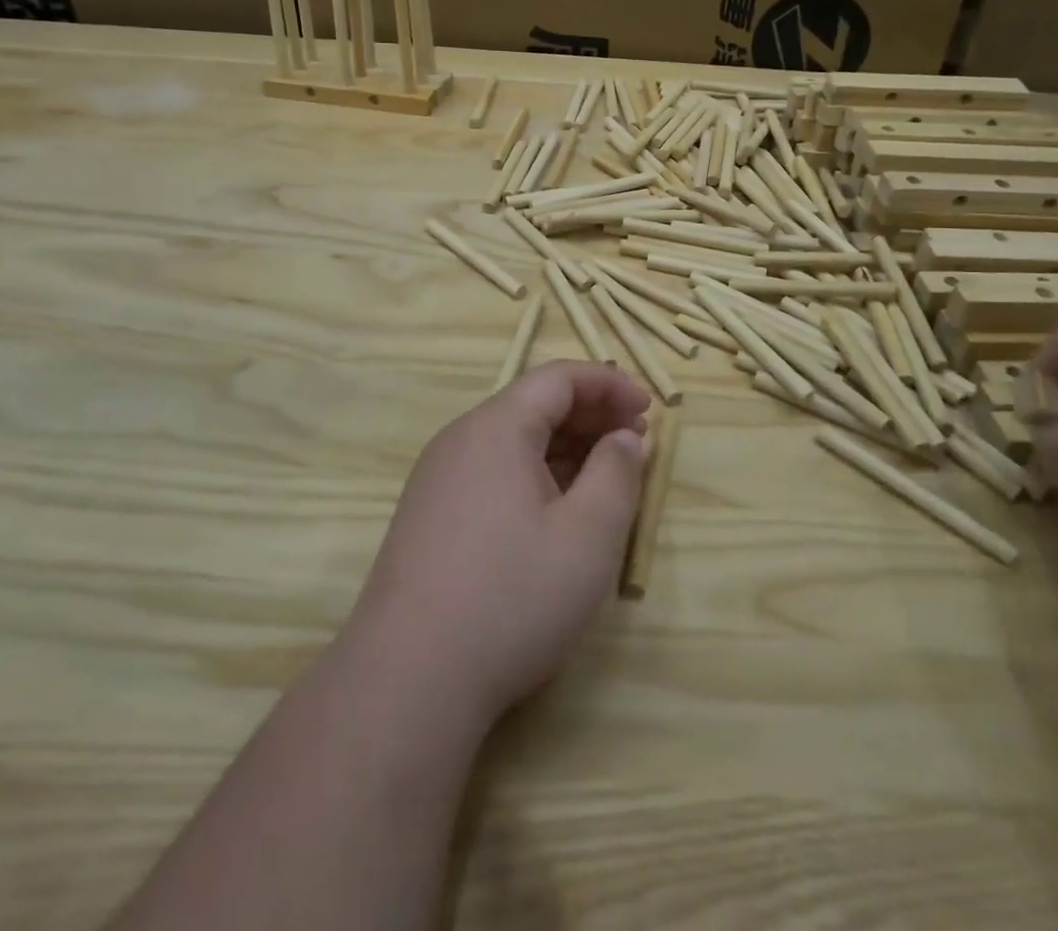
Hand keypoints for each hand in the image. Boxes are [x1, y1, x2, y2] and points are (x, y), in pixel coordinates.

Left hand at [344, 362, 651, 730]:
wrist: (408, 680)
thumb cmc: (510, 598)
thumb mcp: (587, 537)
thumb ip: (617, 474)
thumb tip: (624, 437)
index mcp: (496, 427)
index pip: (558, 378)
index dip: (609, 384)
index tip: (649, 411)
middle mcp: (461, 439)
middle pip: (533, 404)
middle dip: (590, 415)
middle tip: (634, 445)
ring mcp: (438, 477)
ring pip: (513, 440)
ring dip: (564, 447)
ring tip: (604, 478)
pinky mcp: (430, 514)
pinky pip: (492, 471)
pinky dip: (535, 474)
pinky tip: (557, 510)